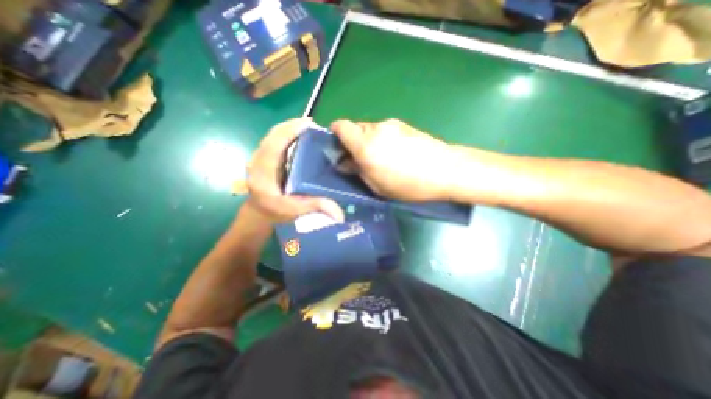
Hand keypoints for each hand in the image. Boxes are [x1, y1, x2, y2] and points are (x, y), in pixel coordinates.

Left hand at [249, 119, 344, 223]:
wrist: (259, 213)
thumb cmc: (273, 212)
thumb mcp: (293, 211)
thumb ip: (313, 207)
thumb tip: (339, 212)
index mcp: (263, 172)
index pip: (273, 145)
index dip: (289, 131)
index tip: (308, 125)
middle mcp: (259, 160)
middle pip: (273, 134)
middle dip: (293, 126)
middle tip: (314, 126)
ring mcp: (261, 157)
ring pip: (274, 135)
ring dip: (291, 128)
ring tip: (310, 129)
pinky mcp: (266, 157)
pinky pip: (276, 140)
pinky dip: (288, 134)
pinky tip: (302, 137)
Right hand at [329, 117, 451, 198]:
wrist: (445, 170)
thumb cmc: (408, 184)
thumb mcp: (377, 186)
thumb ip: (358, 171)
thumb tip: (346, 162)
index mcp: (365, 145)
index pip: (341, 126)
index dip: (335, 134)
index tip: (338, 147)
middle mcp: (376, 129)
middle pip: (355, 127)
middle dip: (353, 141)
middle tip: (360, 159)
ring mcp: (392, 124)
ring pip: (370, 129)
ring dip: (369, 141)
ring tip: (381, 158)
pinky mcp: (404, 125)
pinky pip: (384, 130)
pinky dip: (382, 139)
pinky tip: (395, 153)